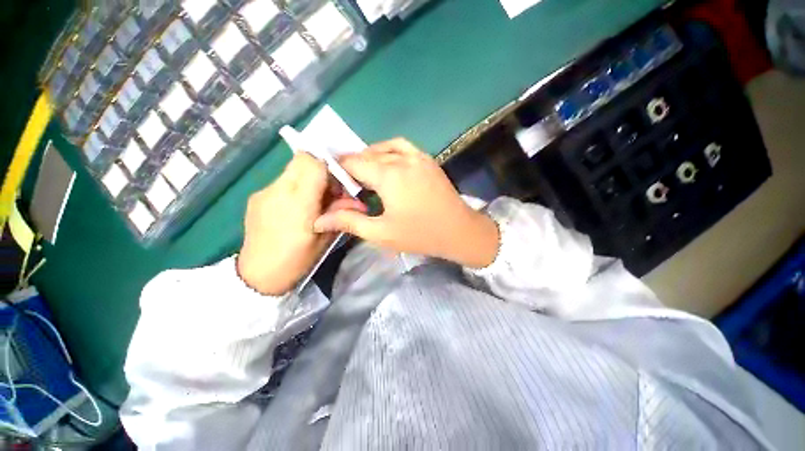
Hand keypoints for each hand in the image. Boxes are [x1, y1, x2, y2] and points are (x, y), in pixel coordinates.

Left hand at [237, 152, 365, 294]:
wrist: (257, 276)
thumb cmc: (297, 260)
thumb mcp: (326, 238)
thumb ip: (340, 213)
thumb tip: (357, 200)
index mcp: (298, 203)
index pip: (313, 163)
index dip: (329, 167)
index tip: (339, 184)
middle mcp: (277, 190)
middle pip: (302, 160)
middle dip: (320, 170)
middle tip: (330, 192)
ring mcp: (264, 192)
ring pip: (292, 169)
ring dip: (308, 179)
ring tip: (314, 202)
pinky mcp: (257, 196)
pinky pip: (282, 182)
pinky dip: (295, 187)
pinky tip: (296, 208)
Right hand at [313, 138, 498, 268]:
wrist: (459, 231)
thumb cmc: (420, 235)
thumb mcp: (381, 233)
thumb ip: (349, 222)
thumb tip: (318, 219)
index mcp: (388, 175)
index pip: (352, 162)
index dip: (337, 171)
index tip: (333, 185)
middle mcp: (401, 158)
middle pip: (366, 155)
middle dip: (352, 167)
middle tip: (347, 186)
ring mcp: (417, 156)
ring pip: (383, 148)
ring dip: (369, 158)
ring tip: (364, 175)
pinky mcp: (427, 159)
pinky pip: (401, 146)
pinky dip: (388, 150)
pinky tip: (386, 164)